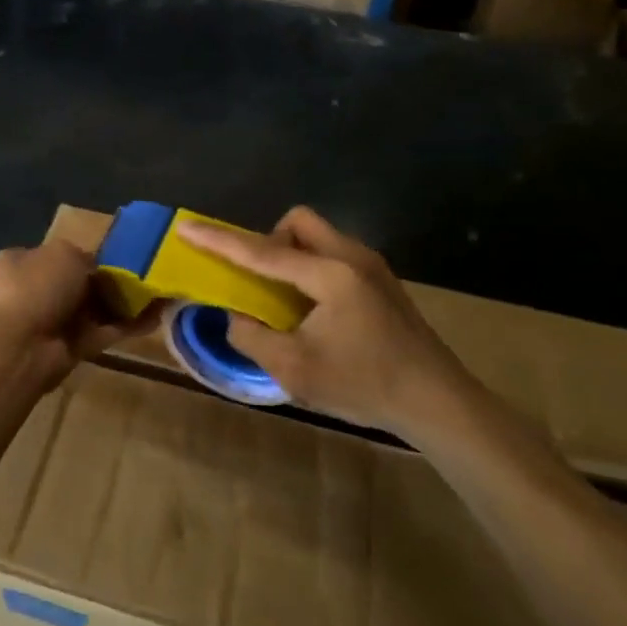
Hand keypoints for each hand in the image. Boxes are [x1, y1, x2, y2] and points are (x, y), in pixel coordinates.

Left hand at [0, 241, 145, 390]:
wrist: (18, 347)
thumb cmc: (35, 286)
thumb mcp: (64, 253)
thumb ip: (84, 257)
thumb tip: (95, 270)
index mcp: (18, 262)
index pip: (55, 256)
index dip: (84, 257)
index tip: (114, 259)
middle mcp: (30, 292)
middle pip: (75, 285)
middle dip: (105, 284)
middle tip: (142, 278)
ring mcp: (48, 323)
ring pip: (90, 311)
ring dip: (121, 306)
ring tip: (157, 296)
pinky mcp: (67, 351)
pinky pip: (101, 333)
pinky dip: (125, 327)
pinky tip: (155, 319)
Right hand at [176, 207, 473, 438]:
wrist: (439, 402)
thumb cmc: (365, 385)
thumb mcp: (294, 370)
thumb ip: (252, 336)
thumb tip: (236, 315)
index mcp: (329, 274)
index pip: (262, 252)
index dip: (219, 241)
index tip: (187, 227)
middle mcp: (352, 256)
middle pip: (298, 222)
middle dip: (269, 241)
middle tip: (260, 281)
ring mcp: (372, 266)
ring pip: (318, 237)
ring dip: (292, 257)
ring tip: (286, 301)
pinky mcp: (382, 281)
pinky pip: (334, 254)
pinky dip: (312, 269)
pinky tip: (315, 312)